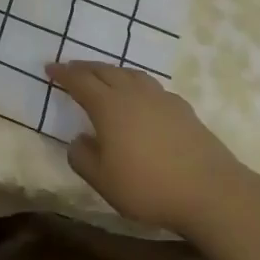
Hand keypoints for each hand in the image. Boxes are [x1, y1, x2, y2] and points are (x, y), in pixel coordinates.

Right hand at [46, 61, 254, 235]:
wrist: (210, 191)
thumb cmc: (148, 186)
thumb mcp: (103, 181)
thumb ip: (82, 158)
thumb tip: (78, 139)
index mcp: (108, 105)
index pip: (79, 81)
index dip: (63, 74)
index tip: (49, 68)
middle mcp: (133, 93)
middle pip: (104, 71)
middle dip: (85, 68)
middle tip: (71, 68)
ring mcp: (160, 98)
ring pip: (130, 74)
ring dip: (112, 72)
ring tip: (104, 76)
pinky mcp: (182, 108)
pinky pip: (150, 87)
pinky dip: (136, 85)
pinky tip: (140, 98)